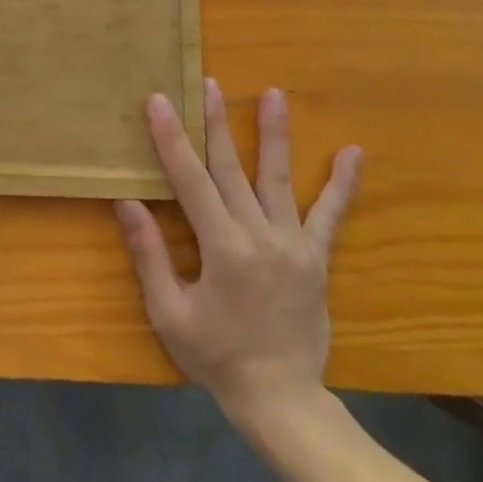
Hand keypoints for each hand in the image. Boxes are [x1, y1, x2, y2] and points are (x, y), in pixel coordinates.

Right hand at [115, 81, 360, 424]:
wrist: (280, 398)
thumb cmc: (215, 356)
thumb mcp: (169, 311)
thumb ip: (150, 254)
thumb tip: (128, 202)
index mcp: (222, 248)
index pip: (190, 180)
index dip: (172, 139)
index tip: (160, 102)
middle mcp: (261, 236)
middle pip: (232, 168)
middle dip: (216, 122)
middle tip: (208, 83)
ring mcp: (294, 245)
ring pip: (279, 180)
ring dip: (274, 135)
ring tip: (274, 95)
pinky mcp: (315, 259)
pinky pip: (330, 216)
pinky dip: (342, 184)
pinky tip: (354, 154)